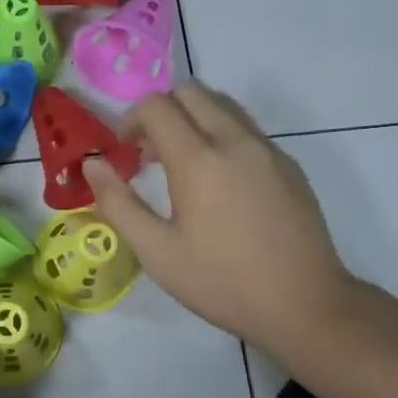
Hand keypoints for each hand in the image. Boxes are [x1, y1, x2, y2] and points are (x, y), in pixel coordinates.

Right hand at [84, 82, 356, 357]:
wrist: (305, 305)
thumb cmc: (222, 282)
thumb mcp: (156, 251)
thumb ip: (118, 202)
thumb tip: (92, 163)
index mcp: (199, 160)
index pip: (157, 106)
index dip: (131, 119)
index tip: (124, 151)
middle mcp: (235, 141)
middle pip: (191, 92)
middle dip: (162, 111)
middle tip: (149, 153)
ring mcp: (268, 150)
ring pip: (223, 105)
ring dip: (193, 119)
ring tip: (183, 165)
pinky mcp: (289, 165)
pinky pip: (247, 129)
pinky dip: (221, 136)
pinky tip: (219, 184)